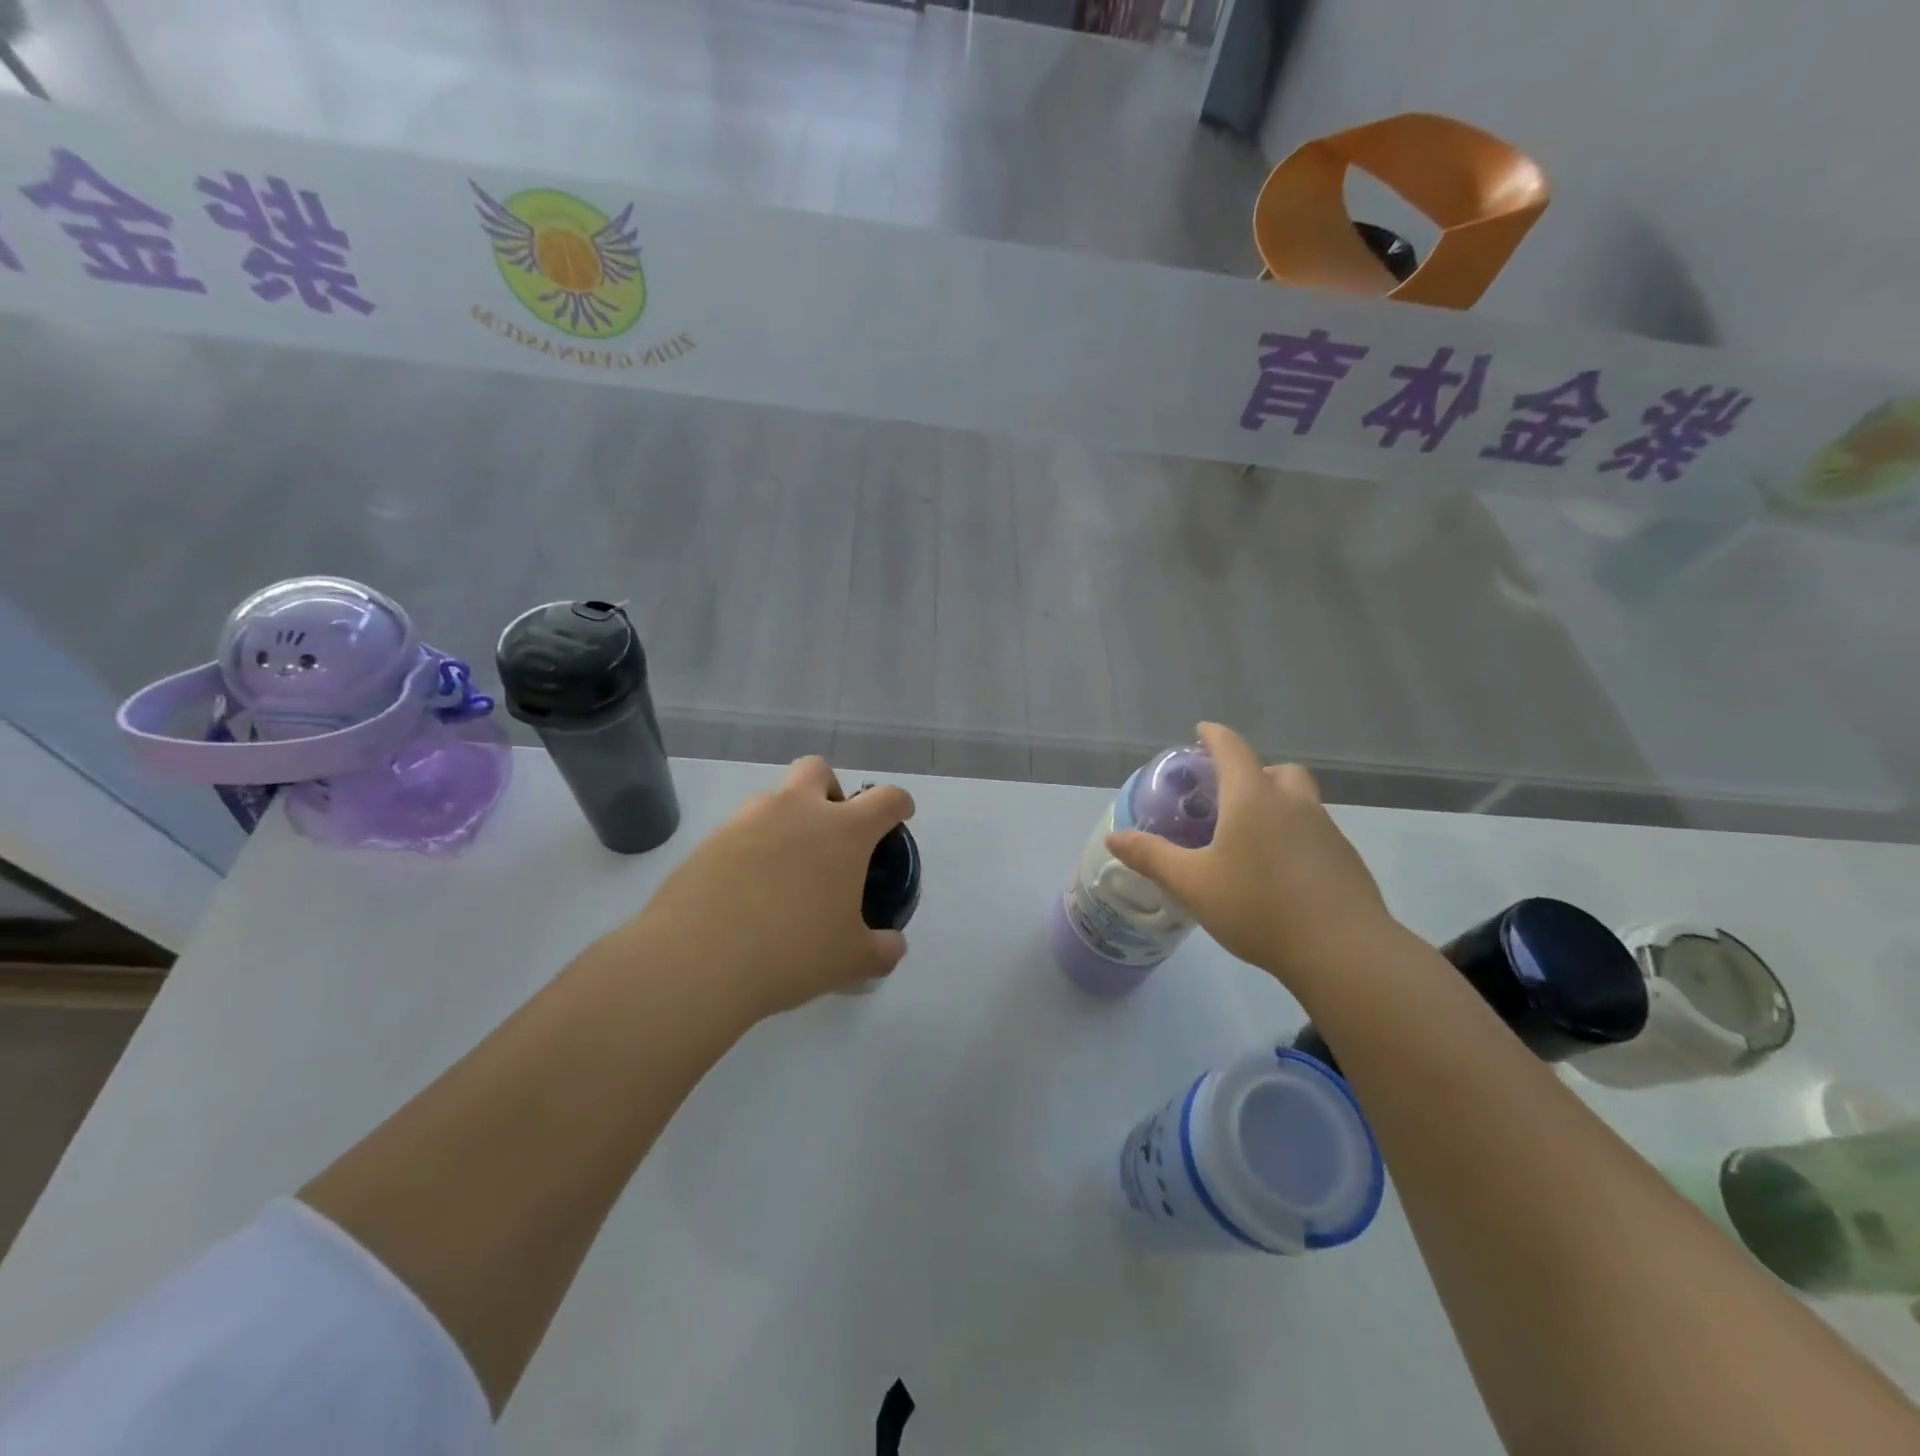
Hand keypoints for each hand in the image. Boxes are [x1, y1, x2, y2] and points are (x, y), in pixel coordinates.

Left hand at [619, 757, 914, 1017]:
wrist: (697, 960)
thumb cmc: (792, 951)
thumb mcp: (851, 960)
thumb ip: (881, 950)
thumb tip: (892, 946)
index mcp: (843, 831)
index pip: (885, 799)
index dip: (898, 804)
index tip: (900, 815)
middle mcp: (796, 811)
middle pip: (818, 770)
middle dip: (830, 790)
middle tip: (830, 832)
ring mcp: (747, 820)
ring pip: (773, 800)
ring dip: (786, 821)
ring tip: (783, 873)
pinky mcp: (708, 841)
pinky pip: (739, 832)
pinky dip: (750, 851)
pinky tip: (746, 892)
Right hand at [1106, 723, 1398, 991]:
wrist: (1343, 951)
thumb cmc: (1257, 907)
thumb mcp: (1192, 884)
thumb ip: (1152, 857)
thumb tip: (1114, 837)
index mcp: (1253, 798)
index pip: (1232, 749)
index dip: (1214, 736)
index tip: (1201, 731)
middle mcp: (1294, 804)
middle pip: (1277, 771)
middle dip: (1253, 773)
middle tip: (1230, 797)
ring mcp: (1327, 831)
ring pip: (1300, 802)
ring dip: (1277, 806)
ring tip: (1252, 841)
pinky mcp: (1347, 860)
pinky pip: (1316, 833)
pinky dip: (1296, 838)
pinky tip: (1281, 875)